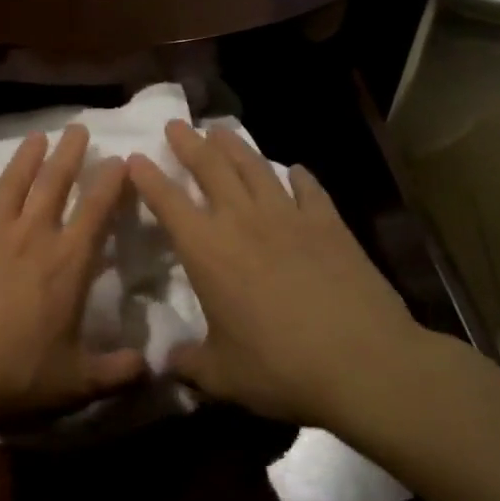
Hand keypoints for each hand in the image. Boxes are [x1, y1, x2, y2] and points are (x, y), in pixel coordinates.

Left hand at [0, 125, 145, 430]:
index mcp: (66, 264)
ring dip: (25, 159)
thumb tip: (152, 365)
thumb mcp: (77, 383)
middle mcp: (30, 238)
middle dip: (68, 153)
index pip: (96, 211)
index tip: (119, 159)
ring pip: (10, 185)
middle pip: (54, 184)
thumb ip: (117, 371)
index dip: (110, 183)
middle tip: (77, 127)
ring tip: (35, 137)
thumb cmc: (16, 379)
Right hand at [128, 120, 421, 431]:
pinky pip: (309, 189)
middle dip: (189, 143)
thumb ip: (190, 364)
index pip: (168, 202)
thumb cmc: (281, 368)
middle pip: (210, 168)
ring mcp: (288, 217)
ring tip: (220, 130)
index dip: (148, 178)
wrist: (364, 364)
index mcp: (207, 250)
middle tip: (176, 124)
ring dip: (234, 146)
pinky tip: (294, 170)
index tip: (135, 157)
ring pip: (254, 167)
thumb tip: (167, 364)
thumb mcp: (223, 376)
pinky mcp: (329, 224)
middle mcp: (242, 221)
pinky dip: (298, 176)